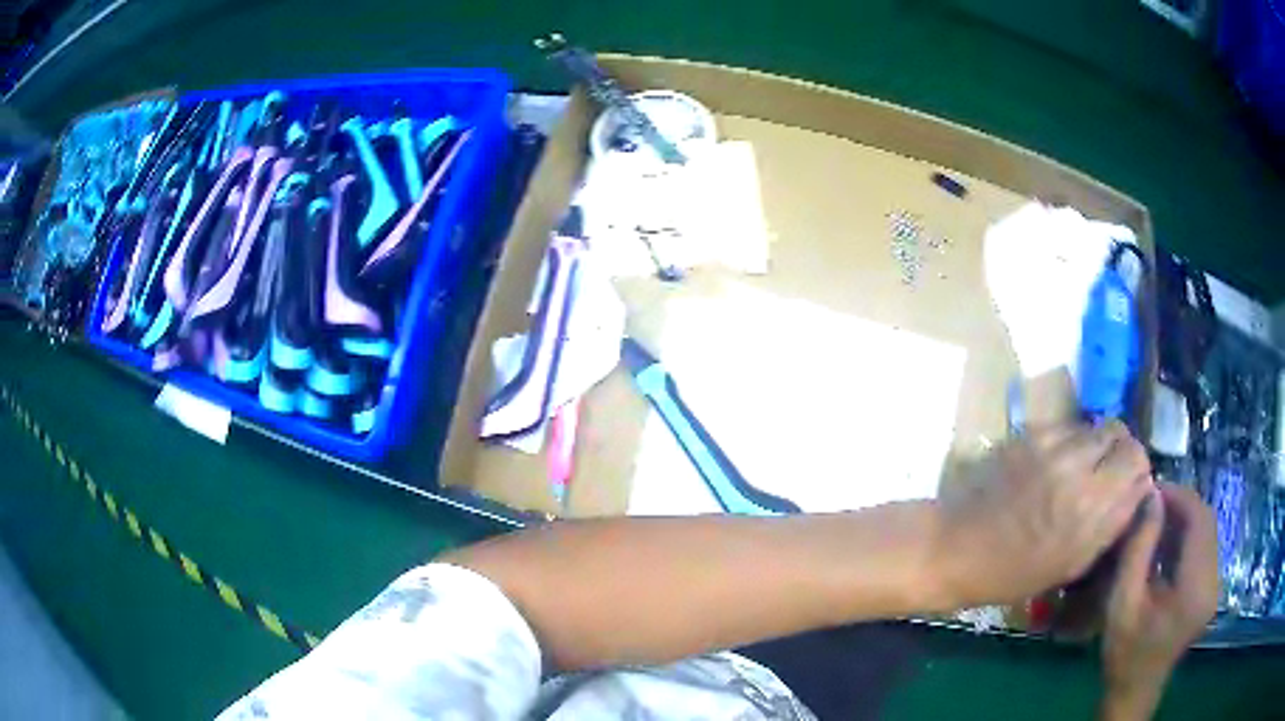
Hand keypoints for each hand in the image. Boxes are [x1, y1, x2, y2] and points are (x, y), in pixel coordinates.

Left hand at [931, 421, 1152, 607]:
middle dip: (1122, 452)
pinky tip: (1055, 464)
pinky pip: (1068, 426)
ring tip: (1081, 469)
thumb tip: (1140, 489)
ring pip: (1096, 426)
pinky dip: (1071, 441)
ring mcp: (1052, 446)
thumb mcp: (1071, 563)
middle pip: (1122, 435)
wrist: (955, 547)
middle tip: (1109, 472)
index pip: (1138, 463)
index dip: (1138, 471)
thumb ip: (1111, 523)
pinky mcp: (1030, 432)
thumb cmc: (1012, 572)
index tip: (1129, 484)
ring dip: (1097, 445)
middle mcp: (1078, 470)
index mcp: (1091, 511)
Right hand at [1100, 482, 1218, 720]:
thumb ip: (1139, 548)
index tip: (1153, 491)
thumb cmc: (1125, 651)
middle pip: (1206, 522)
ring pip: (1208, 531)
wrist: (1136, 690)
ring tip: (1158, 523)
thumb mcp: (1123, 602)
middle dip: (1182, 505)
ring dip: (1185, 520)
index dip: (1179, 497)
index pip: (1199, 520)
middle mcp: (1213, 581)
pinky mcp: (1211, 588)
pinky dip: (1188, 537)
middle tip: (1153, 505)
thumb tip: (1151, 498)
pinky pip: (1206, 547)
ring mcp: (1215, 585)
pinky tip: (1168, 546)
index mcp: (1195, 588)